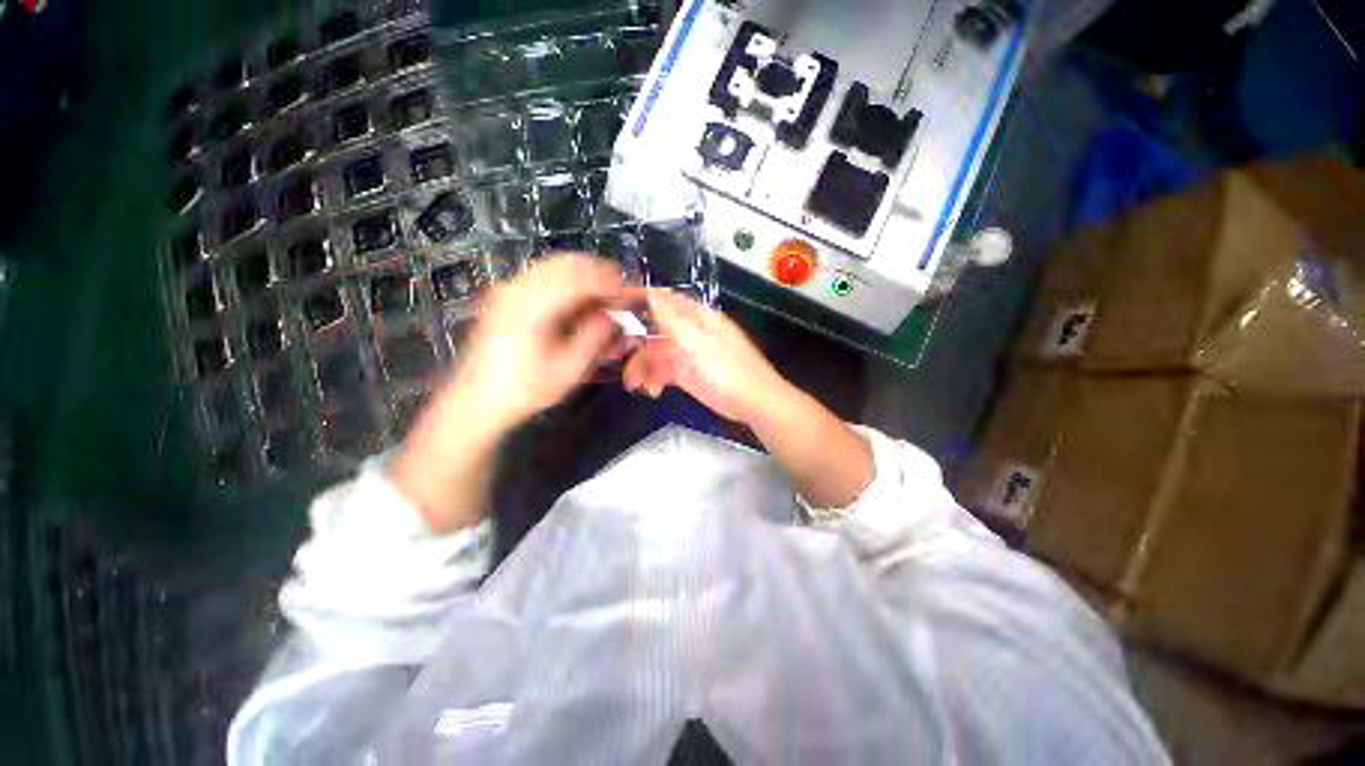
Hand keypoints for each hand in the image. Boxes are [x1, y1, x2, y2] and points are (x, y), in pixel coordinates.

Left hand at [393, 255, 625, 532]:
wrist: (477, 400)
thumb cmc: (525, 389)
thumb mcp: (568, 370)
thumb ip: (594, 338)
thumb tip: (612, 315)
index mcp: (534, 307)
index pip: (579, 279)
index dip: (609, 282)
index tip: (629, 291)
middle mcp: (518, 289)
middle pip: (565, 263)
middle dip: (597, 271)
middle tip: (620, 287)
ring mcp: (508, 290)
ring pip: (552, 266)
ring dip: (582, 274)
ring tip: (604, 292)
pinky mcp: (505, 297)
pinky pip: (541, 276)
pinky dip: (566, 281)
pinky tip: (578, 298)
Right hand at [622, 289, 792, 423]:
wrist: (754, 403)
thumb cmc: (729, 369)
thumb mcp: (699, 342)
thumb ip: (673, 318)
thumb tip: (651, 290)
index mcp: (696, 317)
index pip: (663, 301)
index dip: (639, 301)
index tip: (613, 309)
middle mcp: (690, 332)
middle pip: (654, 331)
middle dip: (636, 344)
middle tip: (617, 358)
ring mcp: (688, 354)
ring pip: (656, 354)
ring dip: (643, 368)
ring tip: (635, 385)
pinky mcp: (687, 375)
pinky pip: (663, 372)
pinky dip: (654, 380)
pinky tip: (652, 391)